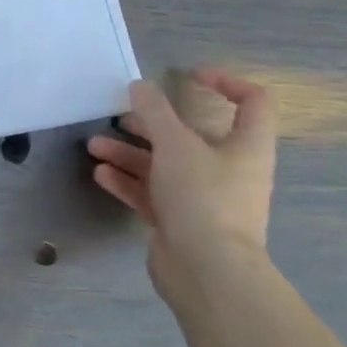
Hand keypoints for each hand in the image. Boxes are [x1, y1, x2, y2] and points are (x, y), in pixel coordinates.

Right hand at [86, 69, 276, 305]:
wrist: (208, 270)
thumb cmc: (203, 198)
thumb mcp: (176, 145)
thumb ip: (155, 112)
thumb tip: (139, 85)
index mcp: (246, 147)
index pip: (252, 102)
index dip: (225, 82)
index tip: (188, 75)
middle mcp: (229, 169)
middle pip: (192, 136)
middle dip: (152, 124)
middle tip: (120, 115)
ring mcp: (203, 197)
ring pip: (165, 165)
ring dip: (130, 153)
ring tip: (95, 146)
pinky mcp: (179, 220)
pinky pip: (152, 193)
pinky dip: (128, 181)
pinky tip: (101, 174)